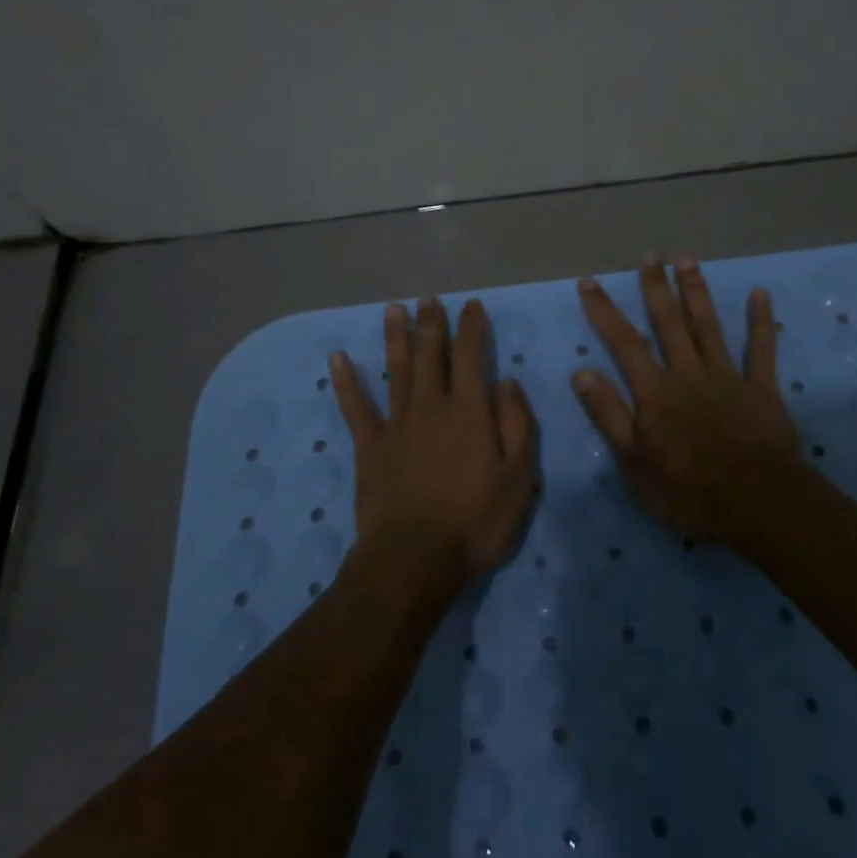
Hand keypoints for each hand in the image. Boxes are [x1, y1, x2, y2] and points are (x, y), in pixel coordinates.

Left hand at [330, 297, 540, 601]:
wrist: (414, 559)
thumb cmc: (475, 521)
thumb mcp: (518, 478)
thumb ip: (517, 424)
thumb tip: (508, 382)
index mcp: (468, 411)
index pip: (470, 356)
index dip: (472, 327)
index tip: (473, 306)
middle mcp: (430, 406)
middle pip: (429, 355)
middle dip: (431, 324)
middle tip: (429, 298)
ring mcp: (396, 424)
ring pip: (396, 370)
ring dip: (395, 338)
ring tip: (393, 309)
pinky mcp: (370, 447)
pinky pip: (356, 407)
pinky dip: (347, 382)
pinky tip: (338, 358)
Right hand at [571, 255, 804, 545]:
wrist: (755, 501)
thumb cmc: (687, 488)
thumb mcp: (633, 460)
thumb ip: (608, 413)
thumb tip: (581, 372)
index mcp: (655, 390)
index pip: (623, 342)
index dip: (604, 311)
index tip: (590, 282)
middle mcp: (687, 372)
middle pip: (668, 323)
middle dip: (656, 287)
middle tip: (650, 255)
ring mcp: (727, 376)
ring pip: (707, 325)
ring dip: (696, 291)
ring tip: (687, 259)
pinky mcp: (761, 388)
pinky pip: (761, 348)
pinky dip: (760, 320)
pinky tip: (759, 293)